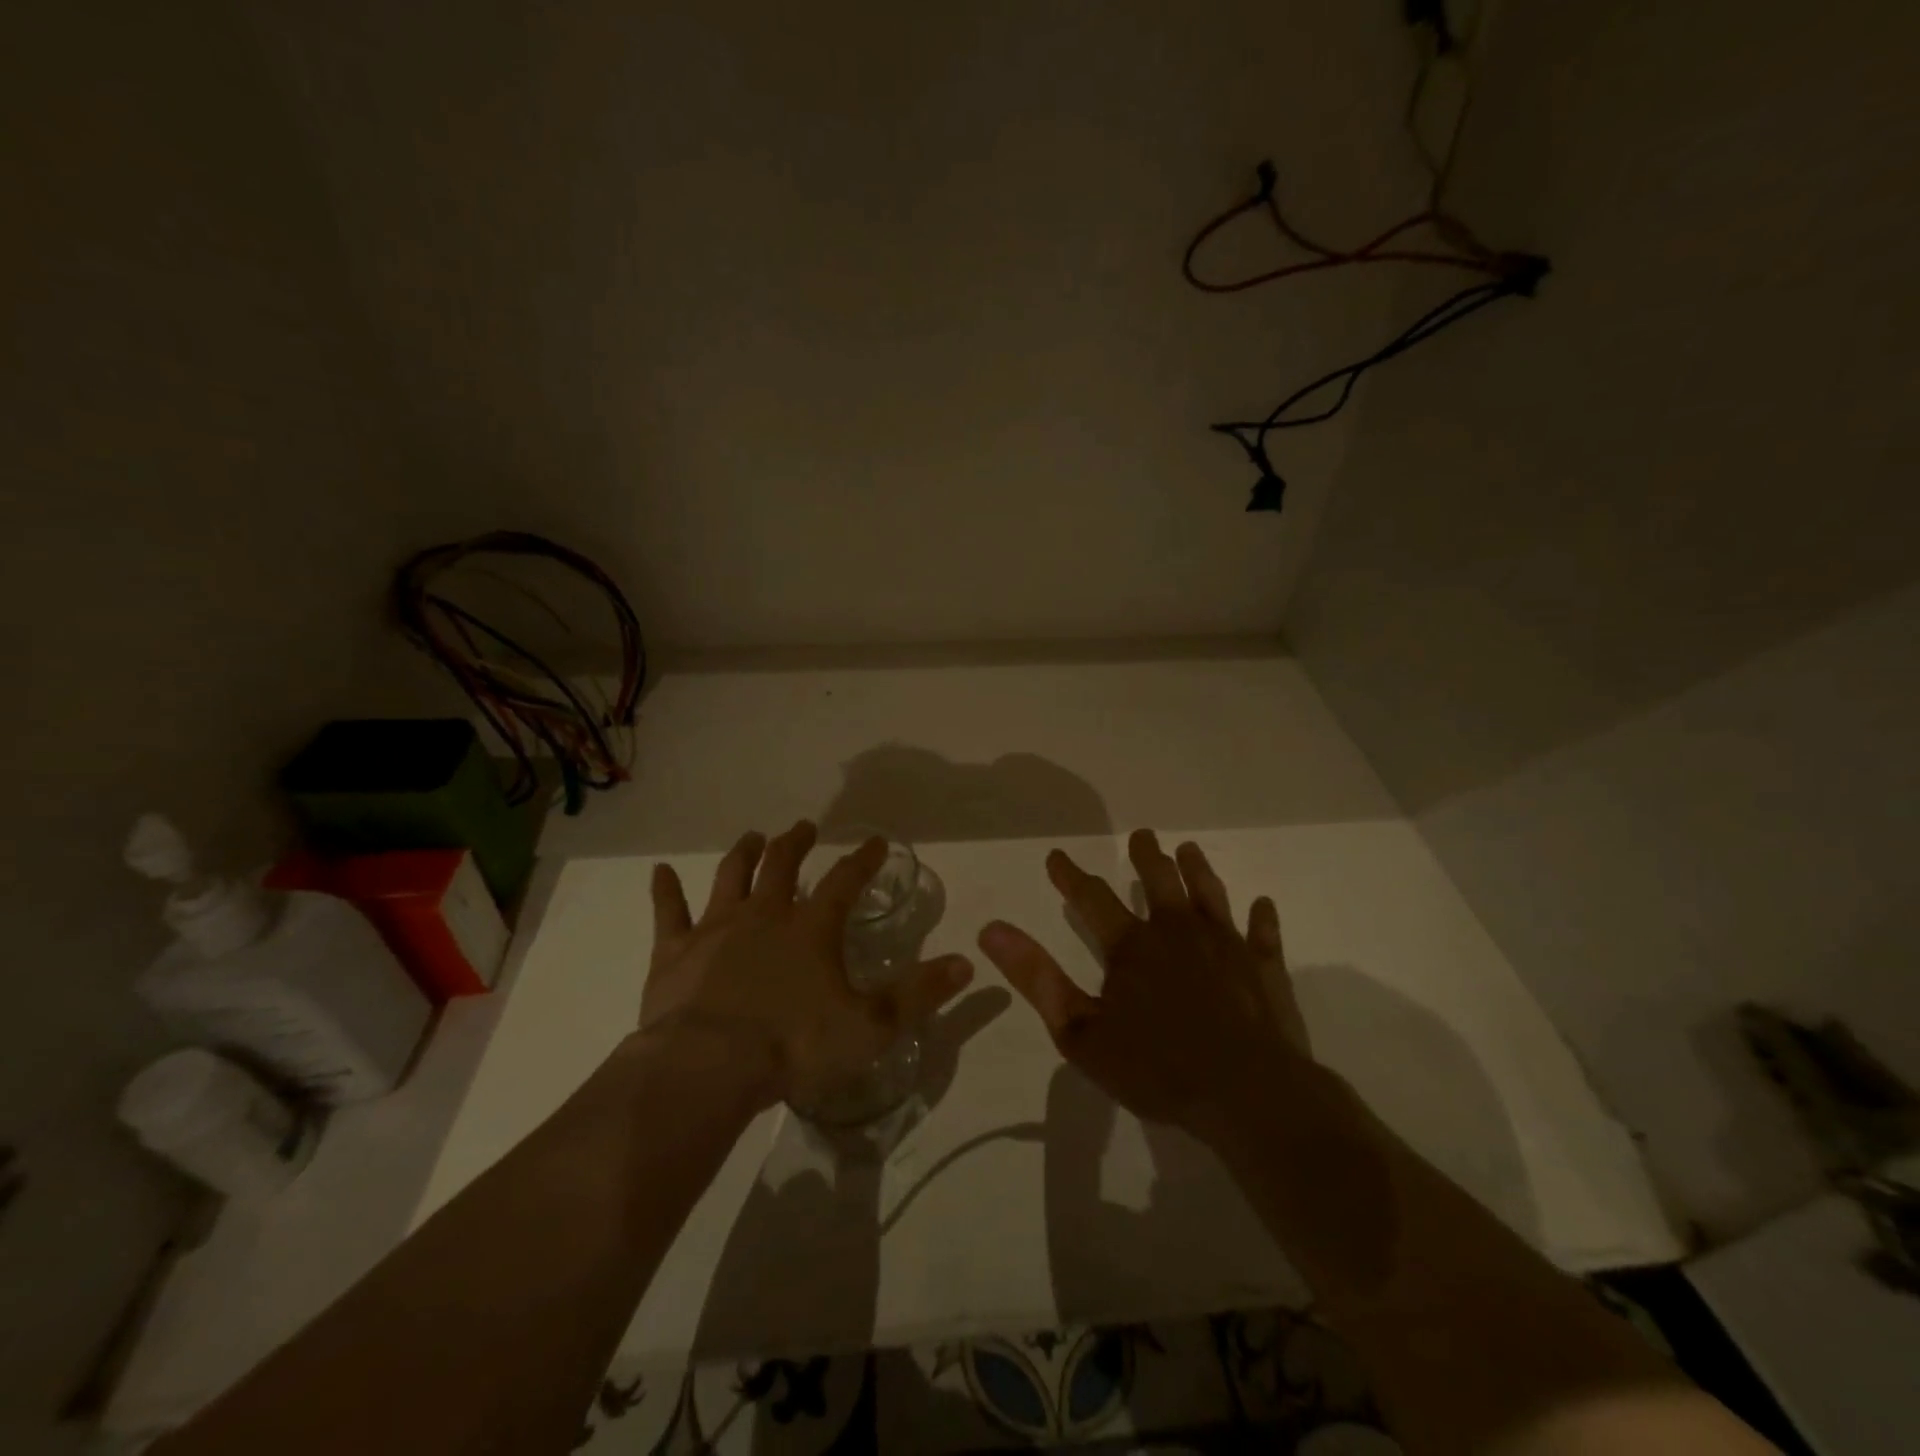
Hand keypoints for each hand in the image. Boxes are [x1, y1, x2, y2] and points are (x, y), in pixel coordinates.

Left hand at [645, 821, 974, 1110]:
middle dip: (795, 842)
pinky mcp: (675, 951)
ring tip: (752, 836)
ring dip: (743, 853)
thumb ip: (919, 994)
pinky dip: (664, 890)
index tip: (875, 842)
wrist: (709, 1067)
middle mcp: (765, 914)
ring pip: (730, 876)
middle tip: (804, 827)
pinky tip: (658, 871)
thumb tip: (967, 964)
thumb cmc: (795, 1046)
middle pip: (782, 864)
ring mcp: (716, 928)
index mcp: (811, 928)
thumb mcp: (871, 1027)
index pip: (844, 881)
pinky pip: (668, 912)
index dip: (863, 860)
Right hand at [977, 829, 1308, 1143]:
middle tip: (1141, 835)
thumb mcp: (1080, 1032)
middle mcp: (1177, 932)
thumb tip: (992, 931)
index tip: (1057, 856)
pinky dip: (1262, 918)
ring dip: (1197, 870)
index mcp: (1131, 946)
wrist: (1247, 1095)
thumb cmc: (1158, 1068)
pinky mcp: (1264, 968)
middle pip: (1159, 881)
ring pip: (1209, 895)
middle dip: (1146, 856)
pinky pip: (1263, 934)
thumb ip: (1037, 978)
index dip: (1070, 875)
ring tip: (1188, 849)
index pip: (1092, 898)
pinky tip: (1263, 904)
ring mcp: (1226, 945)